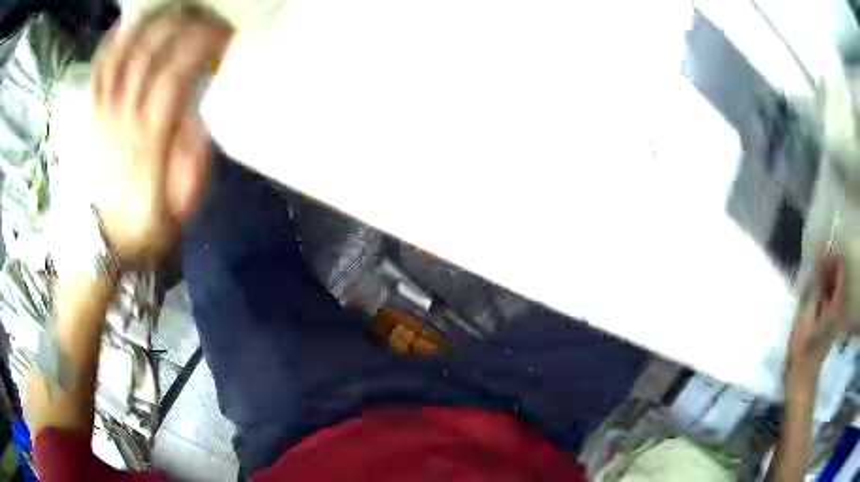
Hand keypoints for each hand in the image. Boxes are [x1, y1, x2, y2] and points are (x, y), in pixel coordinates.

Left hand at [91, 6, 231, 264]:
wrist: (98, 247)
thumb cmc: (141, 230)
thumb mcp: (178, 211)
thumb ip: (192, 162)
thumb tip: (201, 114)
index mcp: (147, 145)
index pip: (174, 76)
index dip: (200, 47)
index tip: (223, 35)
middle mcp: (121, 121)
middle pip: (148, 56)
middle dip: (181, 25)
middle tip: (205, 14)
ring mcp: (100, 116)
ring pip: (121, 56)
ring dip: (149, 25)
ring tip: (172, 9)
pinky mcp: (88, 118)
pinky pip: (97, 72)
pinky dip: (111, 43)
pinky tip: (127, 23)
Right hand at [785, 256, 846, 394]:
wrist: (801, 379)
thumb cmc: (803, 348)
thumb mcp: (808, 313)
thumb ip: (817, 281)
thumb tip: (821, 249)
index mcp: (838, 302)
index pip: (840, 266)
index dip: (830, 259)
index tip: (816, 262)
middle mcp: (841, 305)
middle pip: (837, 276)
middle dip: (825, 272)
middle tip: (810, 280)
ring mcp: (837, 316)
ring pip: (832, 287)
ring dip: (822, 284)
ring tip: (809, 293)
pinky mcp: (832, 322)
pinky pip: (829, 299)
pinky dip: (822, 295)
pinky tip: (811, 305)